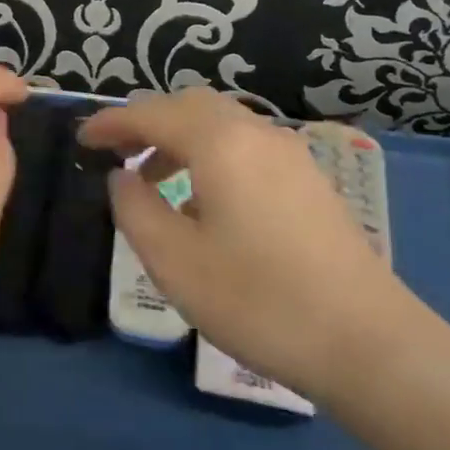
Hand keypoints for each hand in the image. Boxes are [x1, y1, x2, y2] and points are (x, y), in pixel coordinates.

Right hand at [80, 89, 433, 404]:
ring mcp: (291, 156)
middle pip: (190, 105)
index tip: (80, 140)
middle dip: (146, 122)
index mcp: (220, 143)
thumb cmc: (258, 300)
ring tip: (151, 180)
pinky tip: (203, 202)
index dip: (110, 123)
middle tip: (115, 153)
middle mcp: (257, 134)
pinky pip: (246, 147)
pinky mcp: (309, 182)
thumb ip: (134, 208)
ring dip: (179, 139)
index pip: (151, 113)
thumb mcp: (173, 260)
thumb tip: (121, 178)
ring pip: (221, 125)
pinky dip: (210, 155)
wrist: (369, 344)